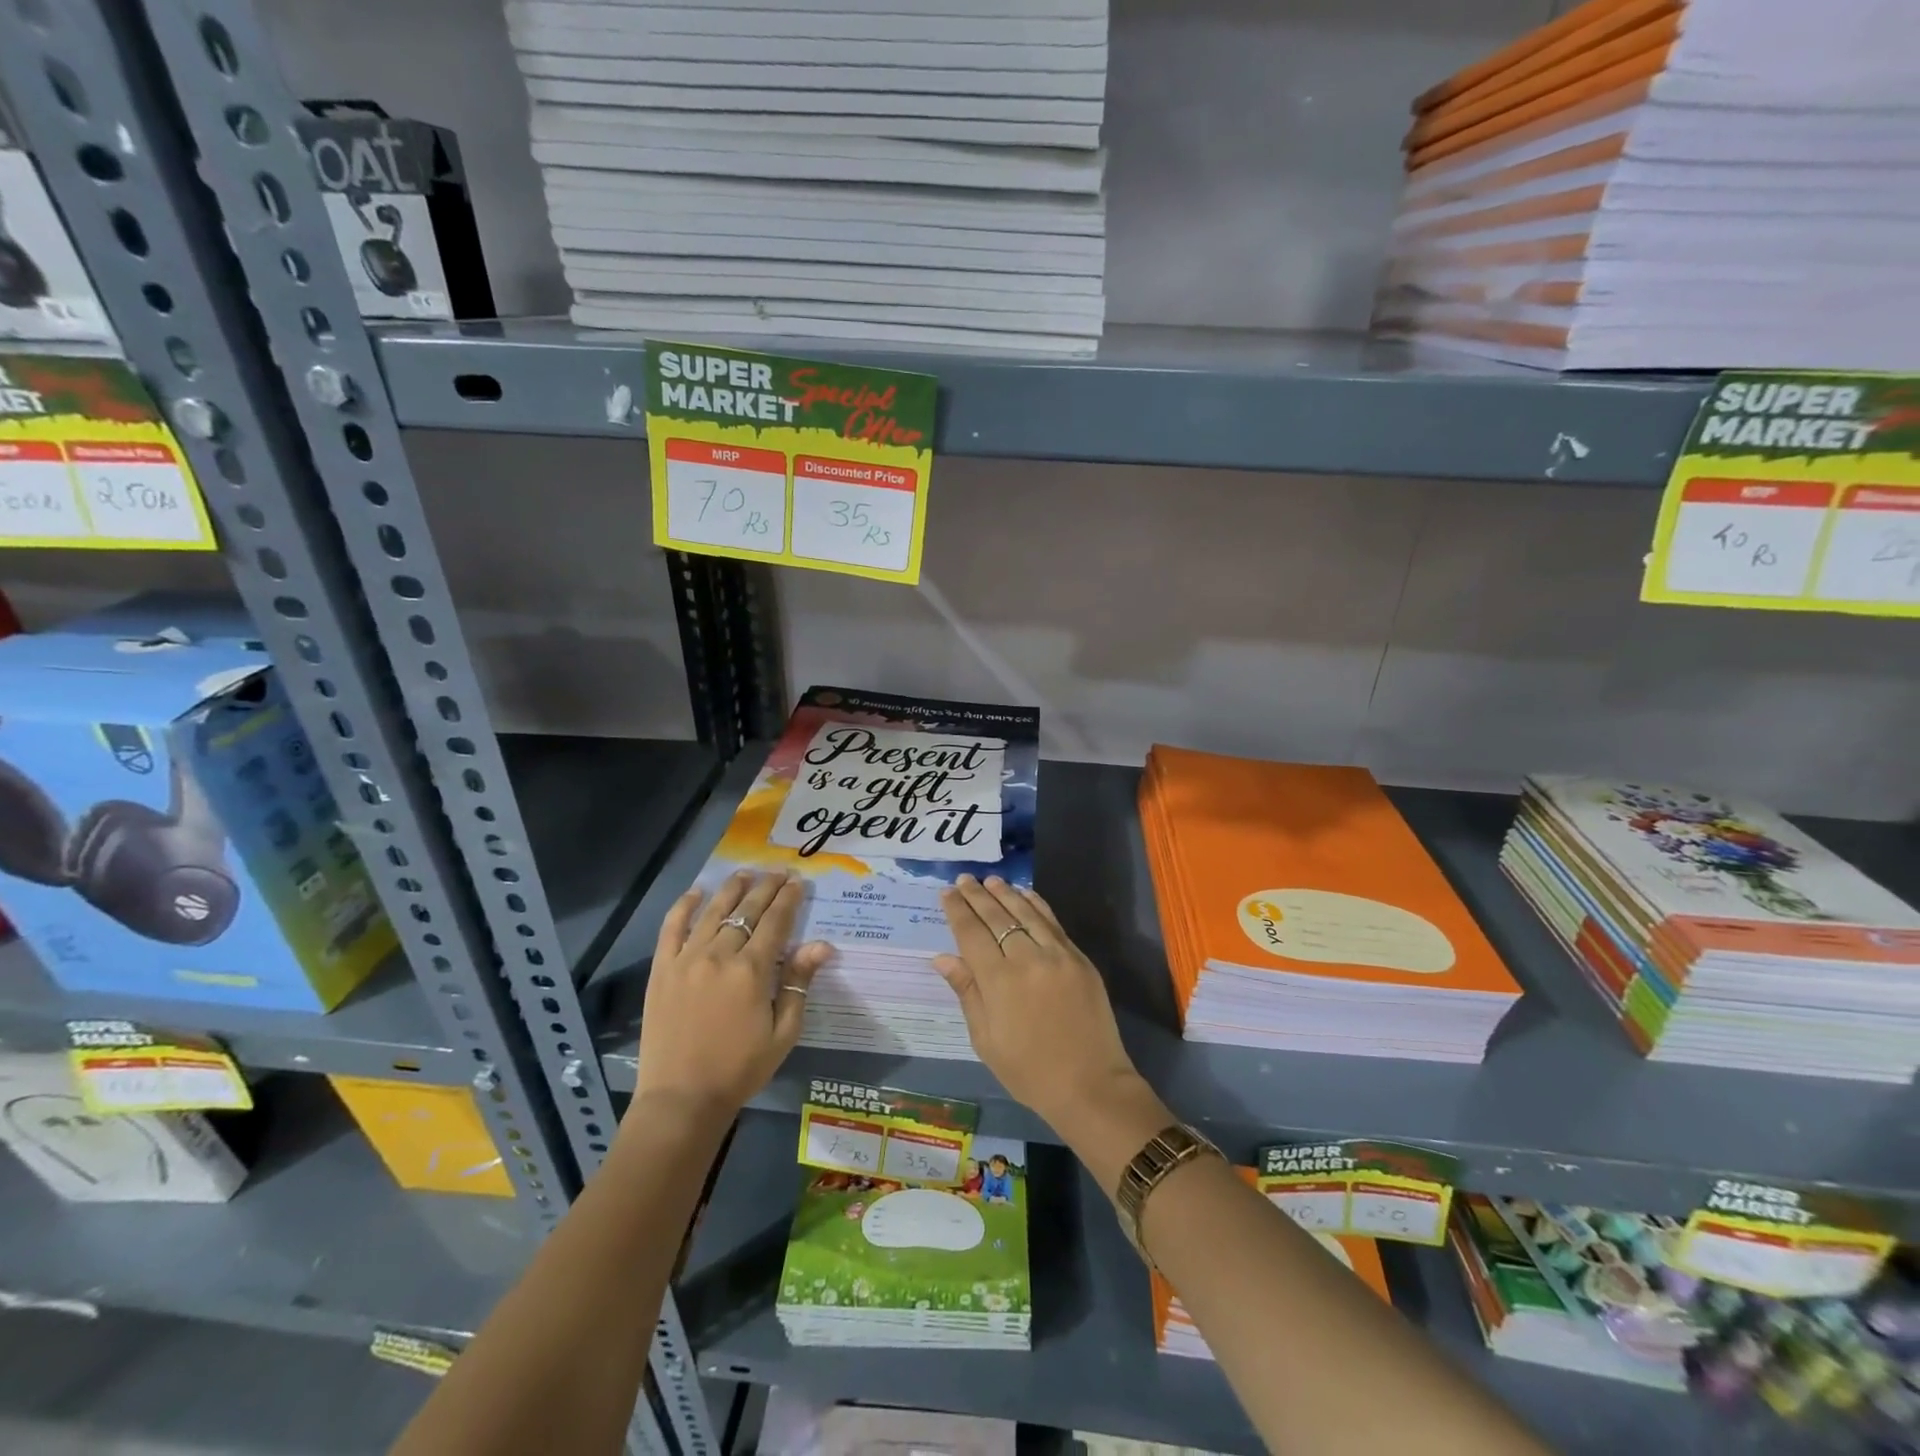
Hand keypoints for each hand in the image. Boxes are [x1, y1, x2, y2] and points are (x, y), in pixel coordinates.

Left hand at [633, 870, 832, 1119]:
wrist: (681, 1099)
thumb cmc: (740, 1069)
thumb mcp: (783, 1032)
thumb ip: (799, 983)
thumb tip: (822, 945)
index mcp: (752, 971)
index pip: (776, 922)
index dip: (789, 899)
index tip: (798, 881)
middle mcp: (720, 955)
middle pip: (747, 910)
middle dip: (766, 887)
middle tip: (779, 871)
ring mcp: (686, 959)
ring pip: (713, 911)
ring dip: (732, 888)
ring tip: (745, 873)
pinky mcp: (662, 970)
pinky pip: (671, 928)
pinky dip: (684, 906)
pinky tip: (696, 892)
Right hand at [934, 874, 1145, 1133]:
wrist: (1090, 1085)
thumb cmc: (1029, 1071)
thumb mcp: (986, 1040)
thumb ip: (967, 992)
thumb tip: (943, 957)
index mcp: (999, 981)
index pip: (971, 933)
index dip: (957, 910)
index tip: (947, 892)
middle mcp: (1027, 959)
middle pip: (997, 917)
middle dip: (978, 896)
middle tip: (964, 879)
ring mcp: (1057, 955)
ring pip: (1026, 913)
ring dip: (1006, 894)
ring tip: (991, 880)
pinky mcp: (1079, 958)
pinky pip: (1053, 923)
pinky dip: (1037, 905)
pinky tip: (1026, 895)